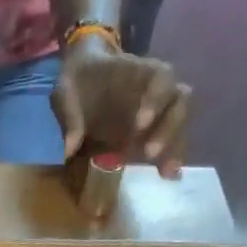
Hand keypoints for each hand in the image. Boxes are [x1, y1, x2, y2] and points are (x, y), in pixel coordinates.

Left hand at [51, 37, 191, 176]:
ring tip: (165, 172)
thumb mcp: (66, 90)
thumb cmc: (79, 81)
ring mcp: (158, 110)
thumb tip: (69, 148)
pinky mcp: (153, 130)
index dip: (156, 99)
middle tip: (150, 153)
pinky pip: (170, 141)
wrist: (84, 80)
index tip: (140, 124)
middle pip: (179, 102)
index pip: (162, 77)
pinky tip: (166, 175)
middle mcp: (157, 89)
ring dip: (174, 147)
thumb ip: (70, 114)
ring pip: (179, 124)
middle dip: (169, 128)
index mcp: (140, 71)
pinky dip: (169, 158)